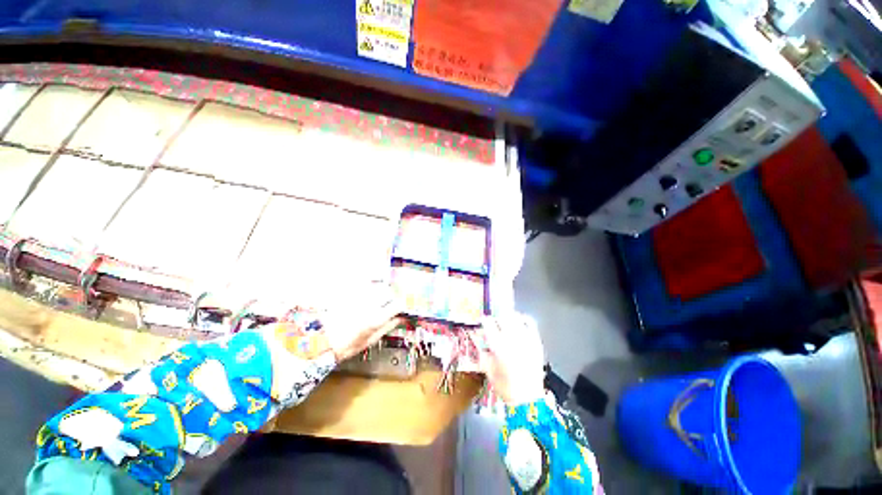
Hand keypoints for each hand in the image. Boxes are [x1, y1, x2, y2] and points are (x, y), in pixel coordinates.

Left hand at [321, 281, 404, 361]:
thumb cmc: (346, 345)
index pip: (397, 305)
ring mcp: (358, 297)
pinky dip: (369, 284)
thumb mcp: (370, 341)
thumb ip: (387, 327)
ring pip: (377, 285)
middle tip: (388, 302)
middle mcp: (369, 305)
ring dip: (381, 289)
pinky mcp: (349, 292)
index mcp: (376, 319)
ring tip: (378, 296)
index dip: (400, 306)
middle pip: (388, 292)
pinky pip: (364, 283)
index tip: (399, 308)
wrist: (320, 340)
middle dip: (391, 296)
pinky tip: (367, 291)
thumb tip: (400, 319)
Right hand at [478, 313, 545, 405]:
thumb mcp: (488, 371)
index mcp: (498, 346)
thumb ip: (483, 354)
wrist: (528, 400)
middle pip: (502, 317)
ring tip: (506, 321)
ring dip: (509, 317)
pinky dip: (524, 320)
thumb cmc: (505, 387)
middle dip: (497, 318)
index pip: (489, 324)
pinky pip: (530, 324)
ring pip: (516, 318)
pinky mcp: (536, 342)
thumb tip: (481, 342)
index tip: (483, 322)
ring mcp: (526, 339)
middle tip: (495, 323)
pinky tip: (520, 322)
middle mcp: (512, 339)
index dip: (485, 321)